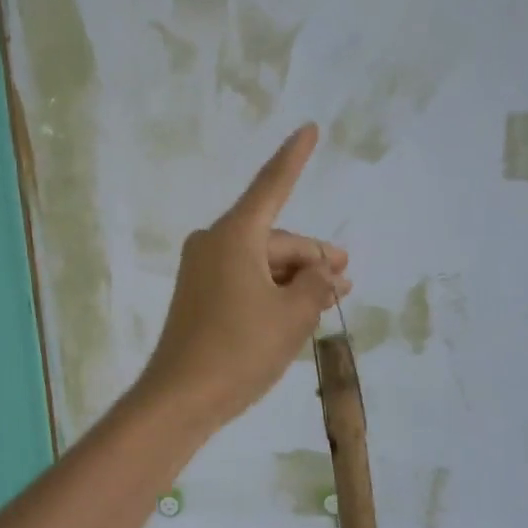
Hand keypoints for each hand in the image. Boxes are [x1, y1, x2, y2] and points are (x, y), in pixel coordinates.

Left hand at [139, 124, 351, 430]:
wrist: (180, 399)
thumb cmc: (240, 350)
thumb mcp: (293, 315)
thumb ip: (317, 284)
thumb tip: (324, 272)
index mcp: (235, 236)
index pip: (273, 185)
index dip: (295, 157)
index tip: (309, 128)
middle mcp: (214, 243)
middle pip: (276, 239)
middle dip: (313, 259)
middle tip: (347, 281)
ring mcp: (203, 270)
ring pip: (263, 263)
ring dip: (297, 279)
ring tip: (331, 300)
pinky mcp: (199, 296)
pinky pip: (246, 280)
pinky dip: (274, 291)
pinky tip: (298, 312)